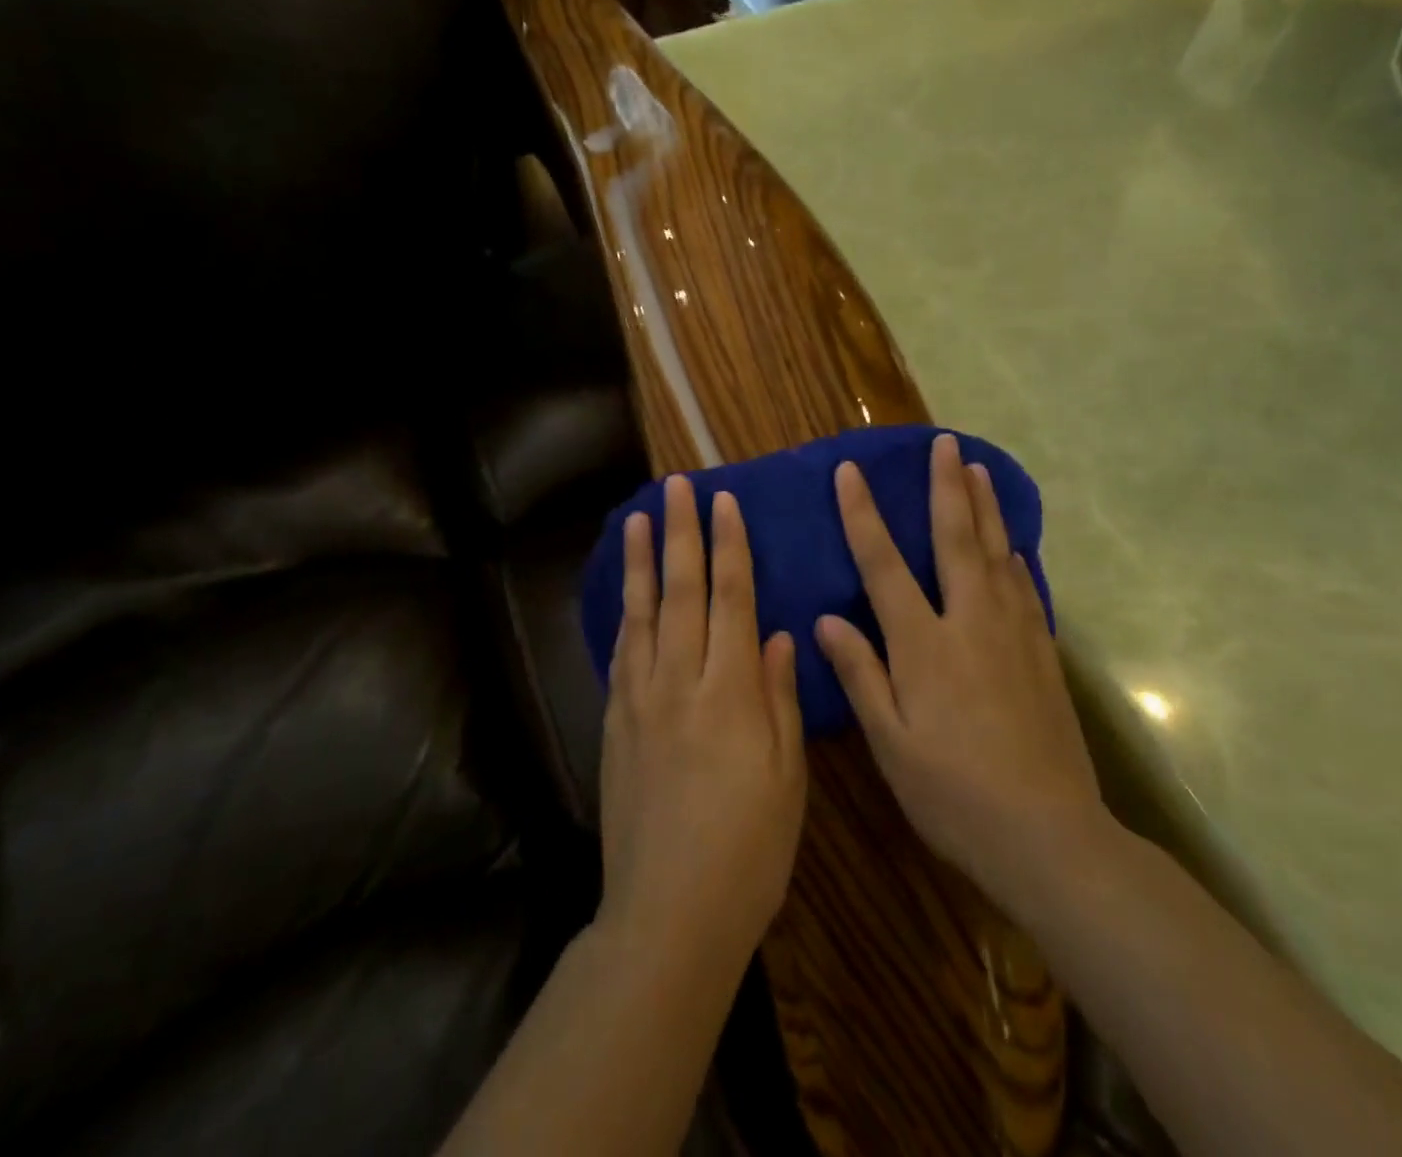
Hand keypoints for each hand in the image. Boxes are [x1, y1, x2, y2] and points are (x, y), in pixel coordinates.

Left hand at [599, 476, 806, 970]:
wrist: (668, 913)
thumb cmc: (749, 850)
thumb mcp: (787, 778)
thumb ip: (780, 700)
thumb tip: (778, 637)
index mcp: (731, 693)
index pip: (731, 599)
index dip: (729, 547)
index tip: (725, 503)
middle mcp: (680, 682)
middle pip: (682, 592)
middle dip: (682, 534)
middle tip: (677, 488)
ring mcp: (640, 701)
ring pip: (642, 614)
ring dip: (643, 562)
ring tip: (639, 519)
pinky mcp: (615, 723)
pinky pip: (621, 653)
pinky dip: (625, 614)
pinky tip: (627, 594)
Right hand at [816, 434, 1105, 924]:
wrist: (1049, 836)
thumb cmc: (954, 794)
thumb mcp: (891, 744)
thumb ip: (860, 675)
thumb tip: (825, 620)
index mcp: (924, 644)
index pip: (884, 564)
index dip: (863, 515)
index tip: (850, 472)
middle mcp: (970, 623)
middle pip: (955, 540)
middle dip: (945, 487)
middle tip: (943, 443)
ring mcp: (1014, 634)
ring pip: (997, 554)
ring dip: (985, 508)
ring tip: (977, 469)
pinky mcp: (1043, 654)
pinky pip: (1026, 589)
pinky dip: (1015, 557)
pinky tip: (1013, 546)